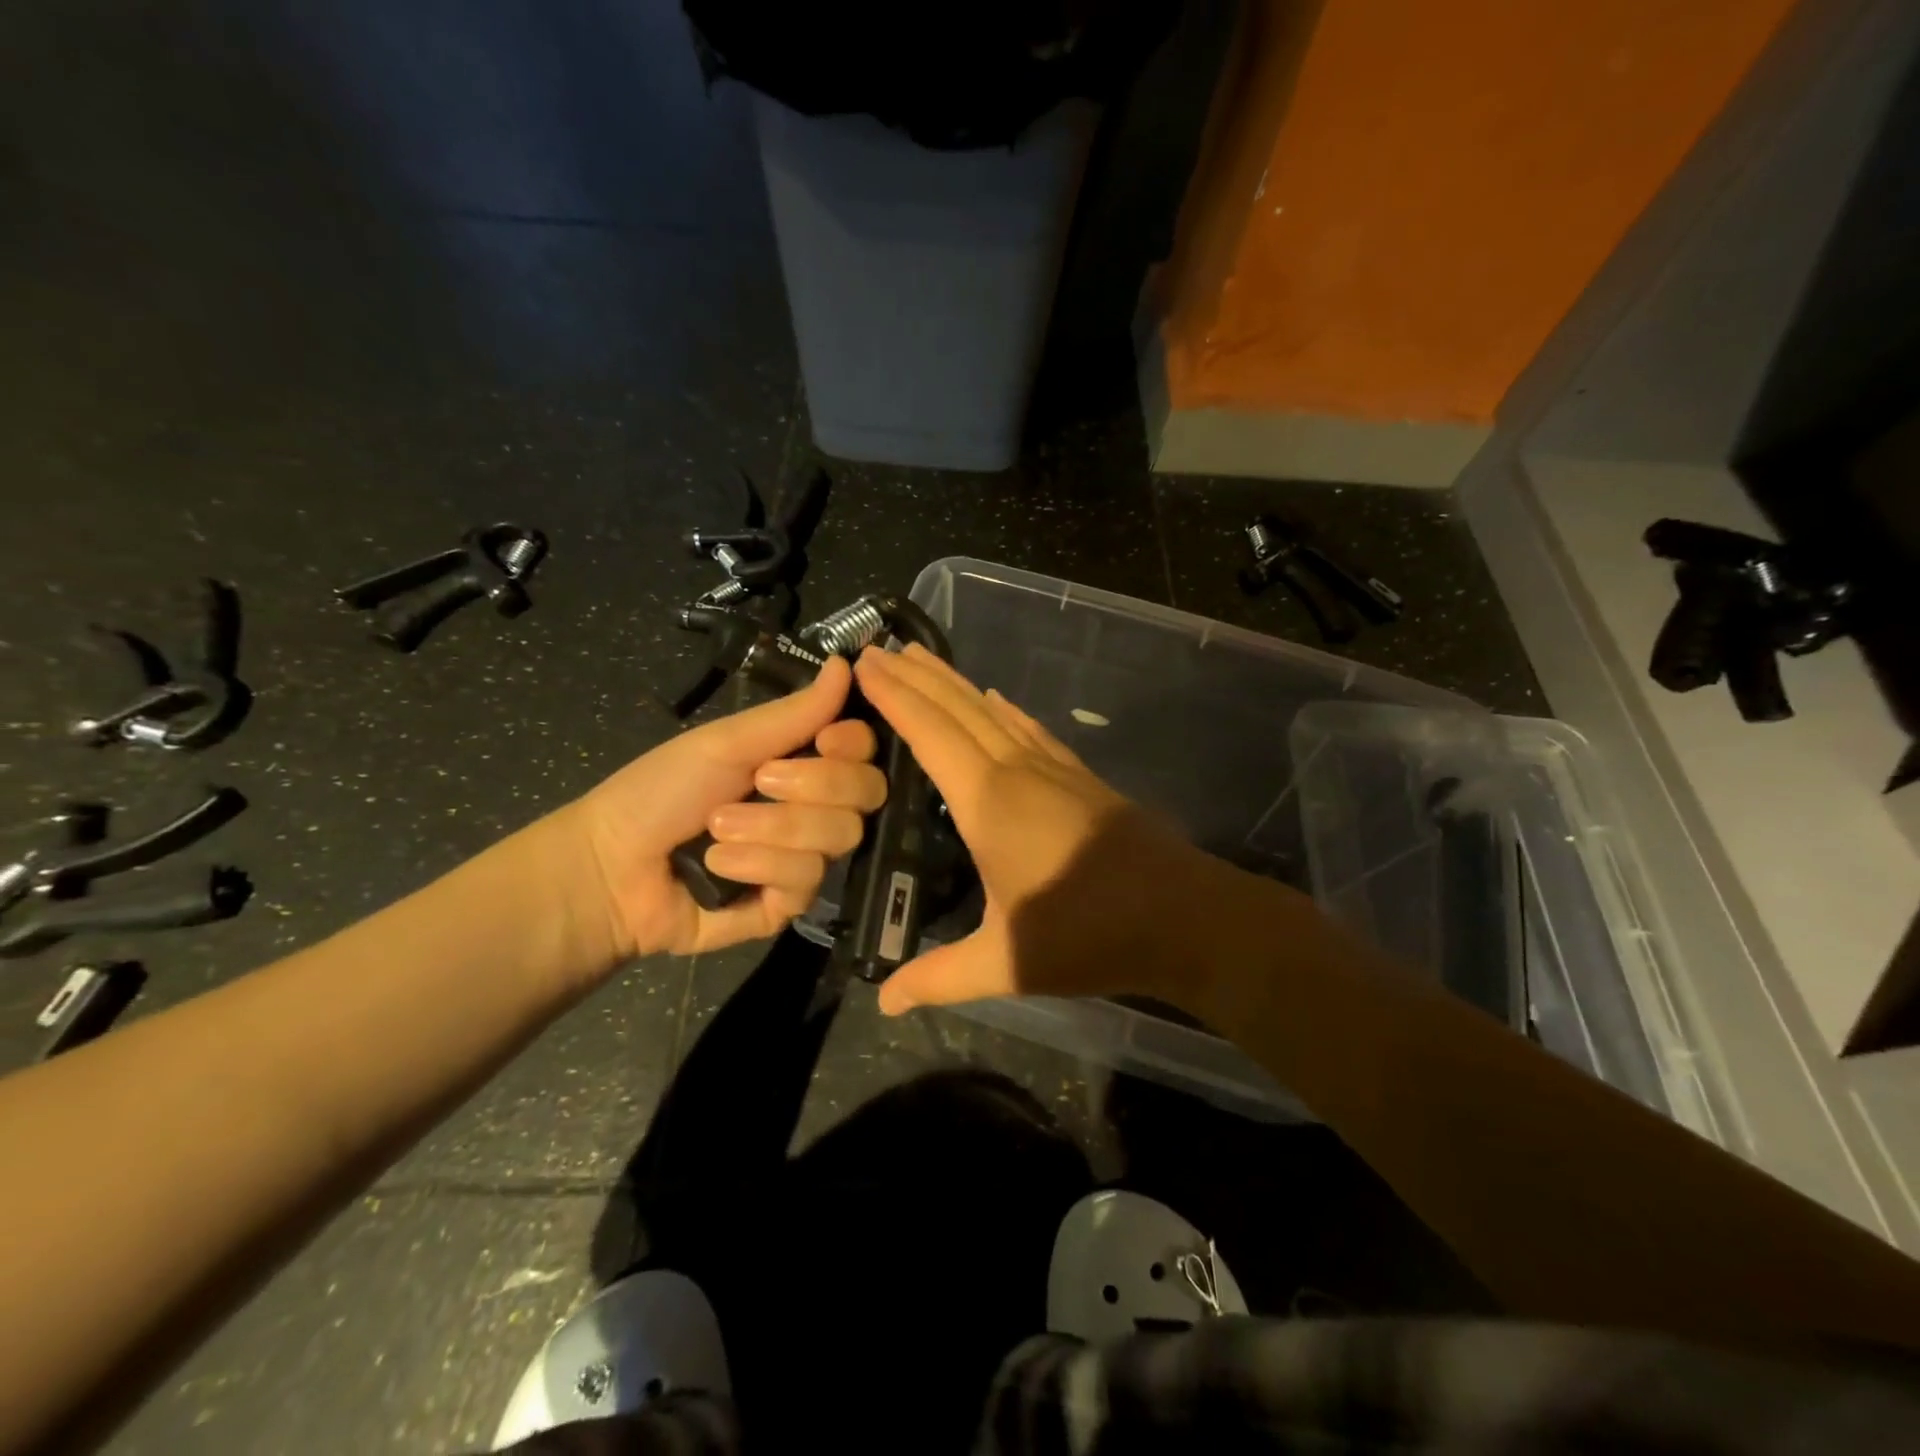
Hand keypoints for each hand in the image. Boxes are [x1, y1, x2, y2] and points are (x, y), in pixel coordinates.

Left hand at [577, 656, 886, 957]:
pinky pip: (807, 879)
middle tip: (758, 782)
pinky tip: (717, 867)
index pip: (865, 750)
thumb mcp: (728, 742)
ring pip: (840, 836)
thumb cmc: (663, 790)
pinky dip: (758, 866)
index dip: (854, 746)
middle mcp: (815, 807)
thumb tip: (848, 663)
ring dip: (772, 828)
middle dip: (811, 786)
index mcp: (802, 762)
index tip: (825, 741)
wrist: (612, 867)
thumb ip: (795, 712)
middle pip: (866, 792)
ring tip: (717, 830)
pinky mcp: (791, 903)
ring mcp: (806, 856)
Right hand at [853, 644, 1251, 1015]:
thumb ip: (940, 977)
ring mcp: (1053, 769)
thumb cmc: (1088, 935)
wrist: (1184, 918)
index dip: (894, 696)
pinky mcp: (1080, 778)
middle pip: (957, 709)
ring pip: (992, 712)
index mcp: (988, 802)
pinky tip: (995, 698)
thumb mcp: (1005, 962)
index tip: (865, 663)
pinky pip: (1030, 729)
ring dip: (954, 683)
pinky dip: (1003, 709)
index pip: (929, 733)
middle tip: (880, 648)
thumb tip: (884, 1002)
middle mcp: (1016, 771)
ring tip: (923, 657)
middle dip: (916, 677)